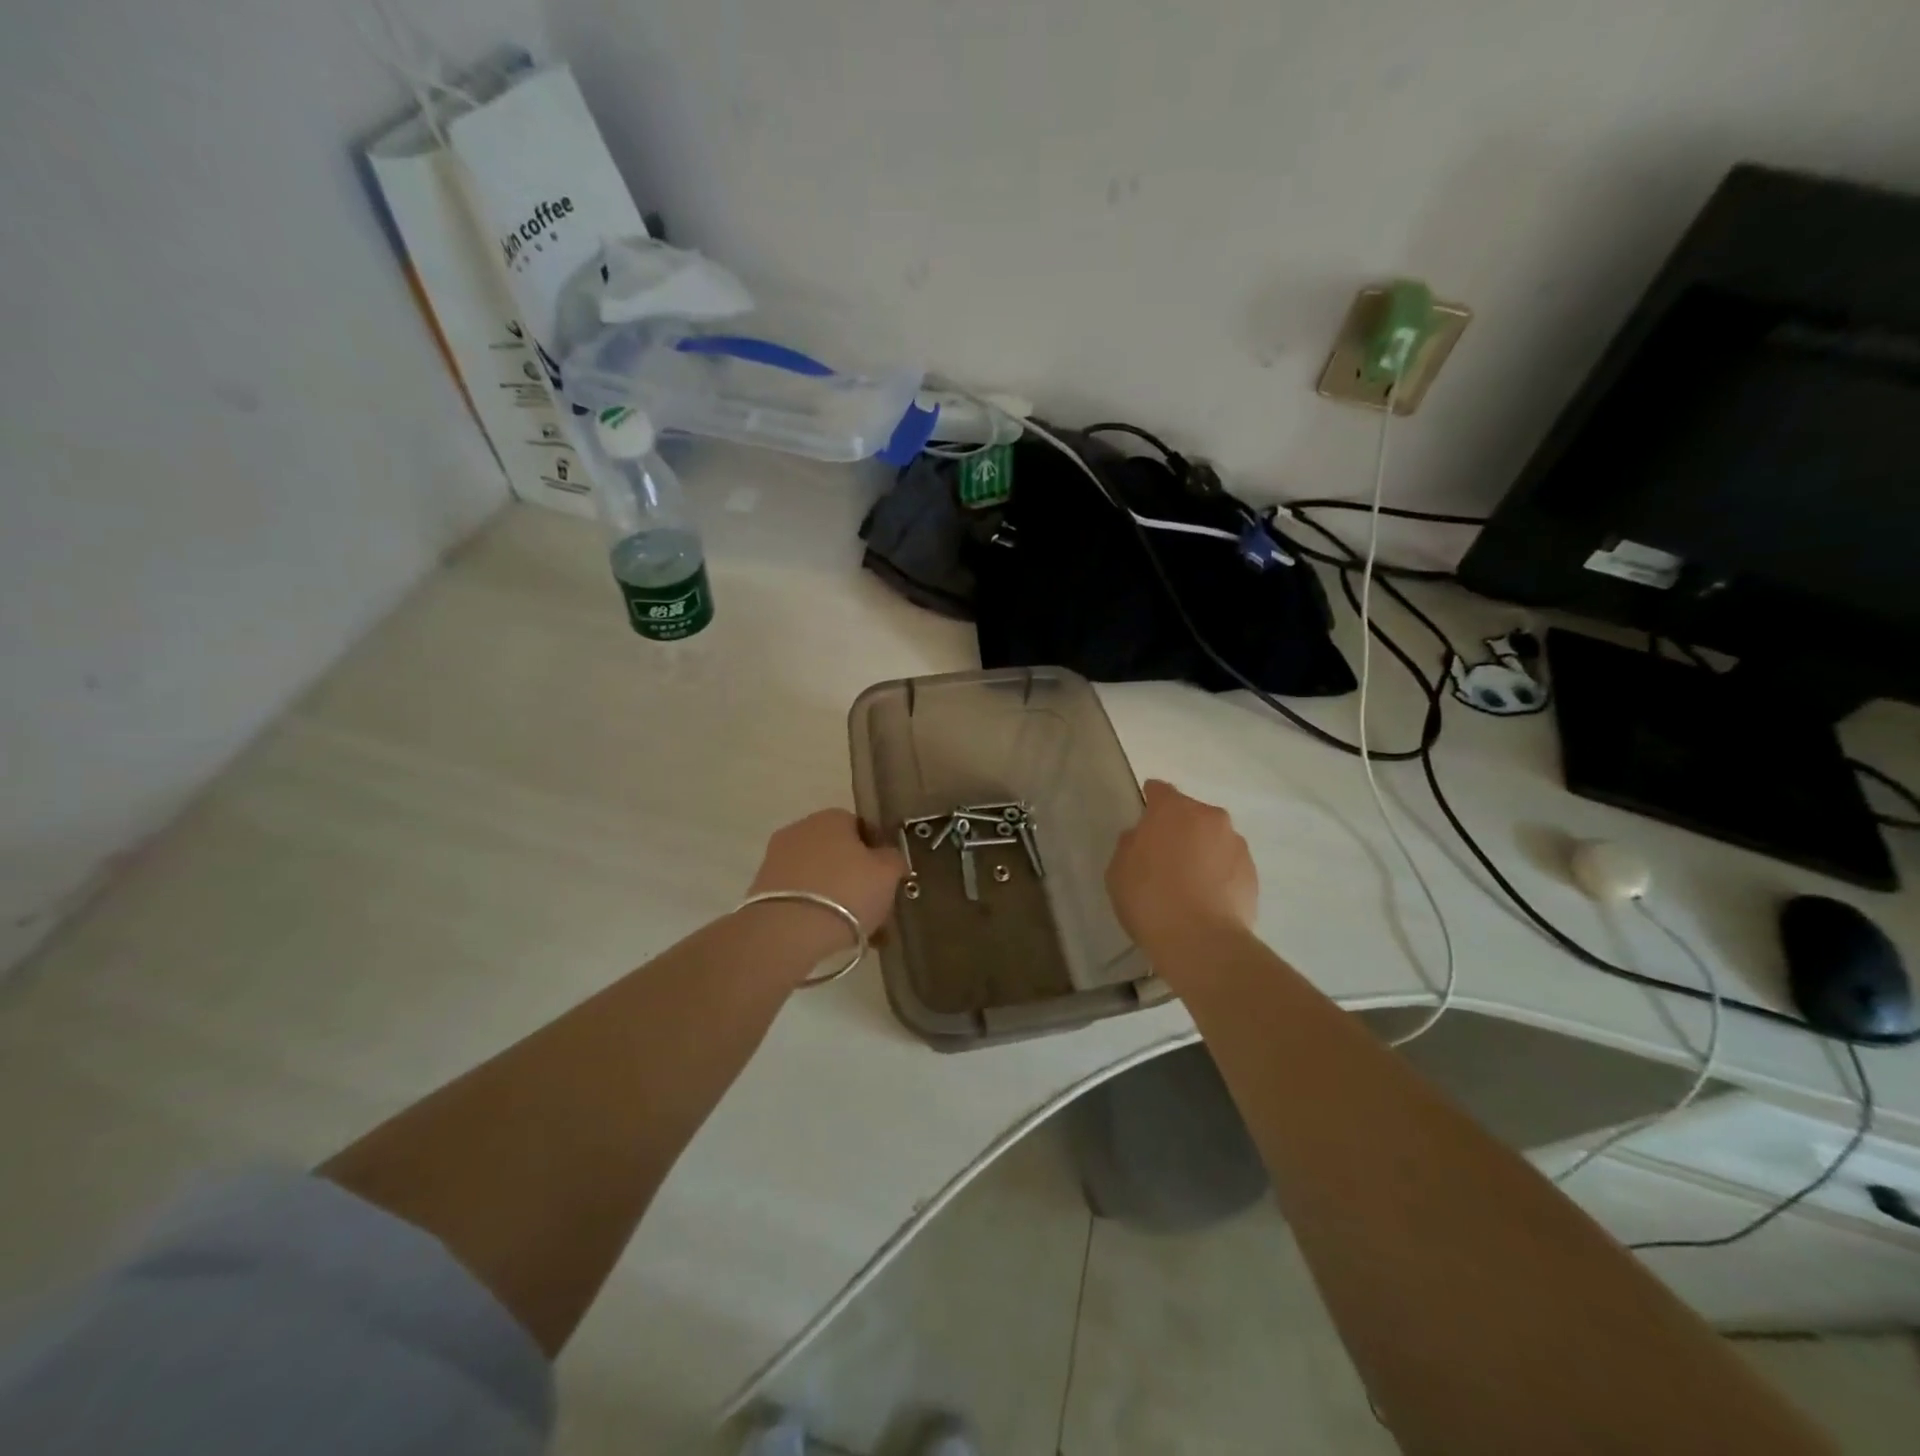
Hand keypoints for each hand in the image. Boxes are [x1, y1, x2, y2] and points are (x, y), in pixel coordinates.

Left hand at [747, 809, 906, 950]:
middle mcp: (801, 830)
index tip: (887, 879)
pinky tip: (832, 936)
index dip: (878, 853)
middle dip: (857, 878)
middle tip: (875, 907)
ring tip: (857, 931)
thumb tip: (888, 857)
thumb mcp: (887, 874)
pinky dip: (816, 911)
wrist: (786, 932)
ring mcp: (777, 858)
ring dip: (838, 898)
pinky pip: (801, 896)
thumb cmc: (846, 892)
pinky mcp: (762, 889)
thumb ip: (893, 859)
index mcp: (831, 817)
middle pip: (839, 853)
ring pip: (820, 877)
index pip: (862, 828)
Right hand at [1107, 781, 1257, 965]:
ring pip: (1213, 839)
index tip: (1143, 822)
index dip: (1149, 803)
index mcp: (1173, 810)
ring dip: (1201, 851)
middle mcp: (1210, 818)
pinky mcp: (1253, 873)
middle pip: (1190, 814)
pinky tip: (1206, 900)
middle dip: (1178, 829)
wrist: (1202, 942)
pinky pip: (1228, 864)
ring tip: (1188, 884)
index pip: (1159, 791)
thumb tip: (1141, 838)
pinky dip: (1218, 874)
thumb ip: (1130, 845)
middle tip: (1163, 858)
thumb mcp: (1118, 870)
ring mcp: (1236, 845)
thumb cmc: (1150, 899)